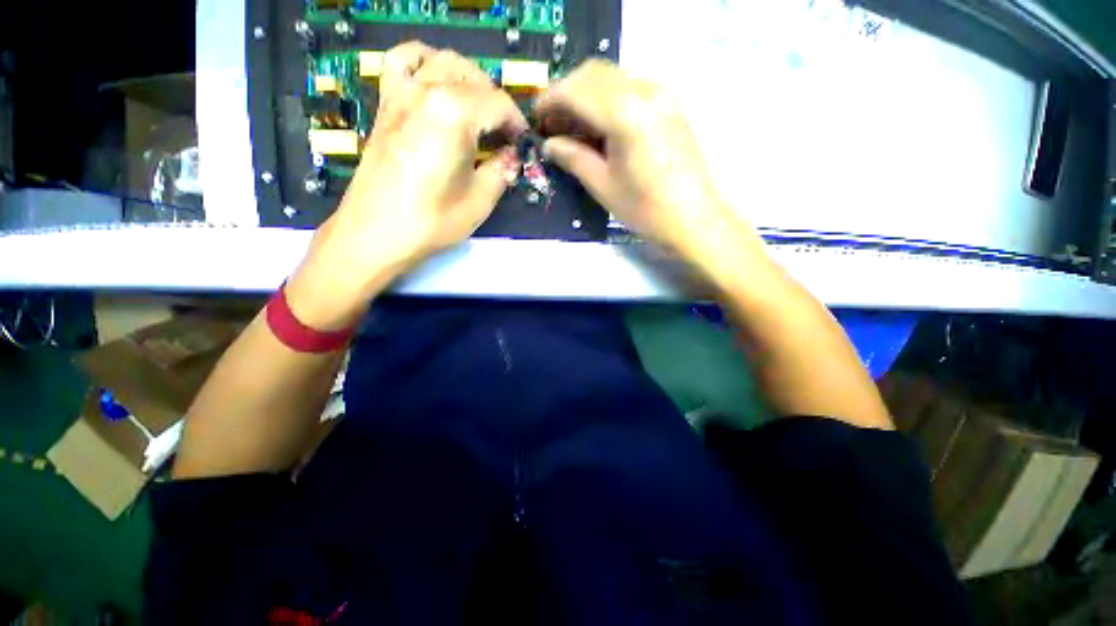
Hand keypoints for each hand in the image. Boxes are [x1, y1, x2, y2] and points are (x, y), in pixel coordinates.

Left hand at [287, 42, 526, 328]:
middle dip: (497, 103)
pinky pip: (402, 61)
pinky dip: (423, 62)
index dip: (517, 123)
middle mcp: (427, 91)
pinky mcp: (385, 103)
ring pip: (442, 61)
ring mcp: (401, 92)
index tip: (522, 144)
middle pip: (474, 78)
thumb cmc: (432, 221)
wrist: (376, 233)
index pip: (498, 104)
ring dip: (468, 78)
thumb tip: (511, 156)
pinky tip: (434, 80)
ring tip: (476, 108)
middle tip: (503, 135)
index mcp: (455, 114)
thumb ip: (502, 171)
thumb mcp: (480, 201)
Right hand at [536, 60, 759, 265]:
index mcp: (626, 113)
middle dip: (566, 95)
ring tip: (572, 129)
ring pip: (611, 79)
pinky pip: (630, 89)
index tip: (535, 120)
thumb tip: (548, 144)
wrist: (695, 220)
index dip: (549, 101)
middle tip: (552, 126)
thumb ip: (573, 157)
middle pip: (593, 74)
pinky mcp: (670, 104)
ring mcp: (662, 94)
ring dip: (586, 97)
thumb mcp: (603, 186)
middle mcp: (645, 91)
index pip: (576, 90)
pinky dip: (607, 101)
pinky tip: (599, 128)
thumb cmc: (646, 210)